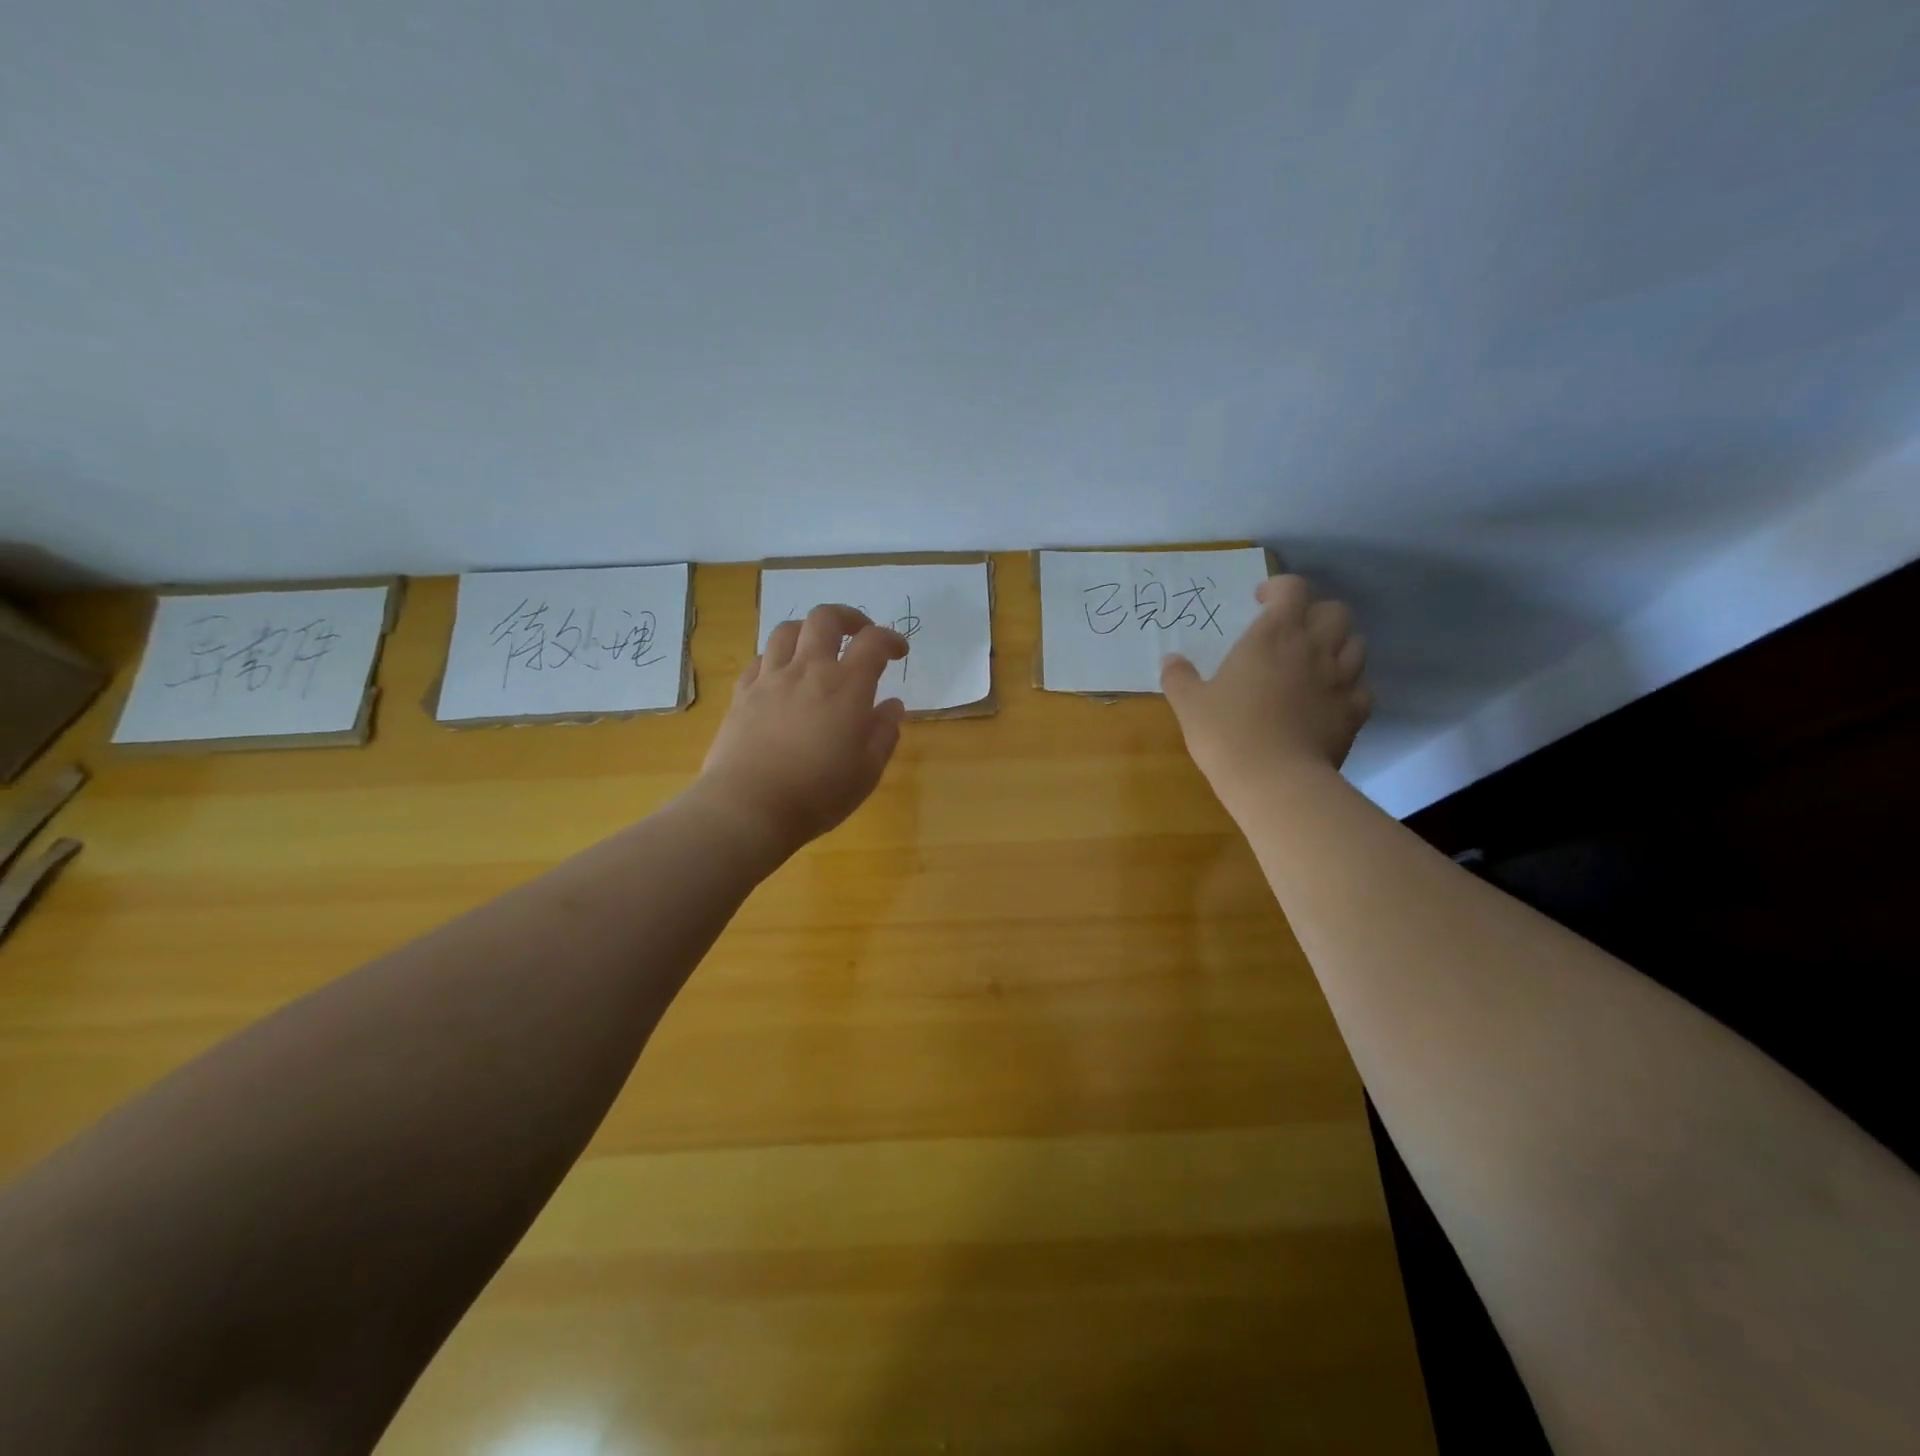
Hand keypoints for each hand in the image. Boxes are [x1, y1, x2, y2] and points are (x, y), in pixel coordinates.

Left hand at [696, 604, 908, 854]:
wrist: (749, 807)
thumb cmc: (818, 793)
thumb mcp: (867, 770)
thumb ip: (884, 732)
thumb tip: (891, 705)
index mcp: (847, 686)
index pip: (873, 642)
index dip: (890, 639)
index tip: (898, 651)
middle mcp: (808, 670)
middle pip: (825, 618)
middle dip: (848, 617)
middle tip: (858, 634)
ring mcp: (771, 679)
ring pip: (787, 630)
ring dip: (808, 631)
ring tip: (817, 649)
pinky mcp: (743, 694)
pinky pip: (760, 660)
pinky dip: (777, 658)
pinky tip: (782, 676)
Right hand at [1161, 575, 1370, 797]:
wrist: (1275, 780)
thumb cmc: (1227, 733)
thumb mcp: (1190, 704)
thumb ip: (1179, 677)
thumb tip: (1170, 660)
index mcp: (1273, 635)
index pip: (1292, 588)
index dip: (1279, 588)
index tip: (1261, 602)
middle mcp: (1314, 647)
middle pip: (1335, 610)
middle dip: (1315, 614)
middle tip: (1292, 632)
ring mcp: (1341, 679)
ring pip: (1356, 643)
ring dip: (1337, 645)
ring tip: (1314, 663)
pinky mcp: (1355, 711)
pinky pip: (1361, 686)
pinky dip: (1348, 686)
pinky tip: (1328, 699)